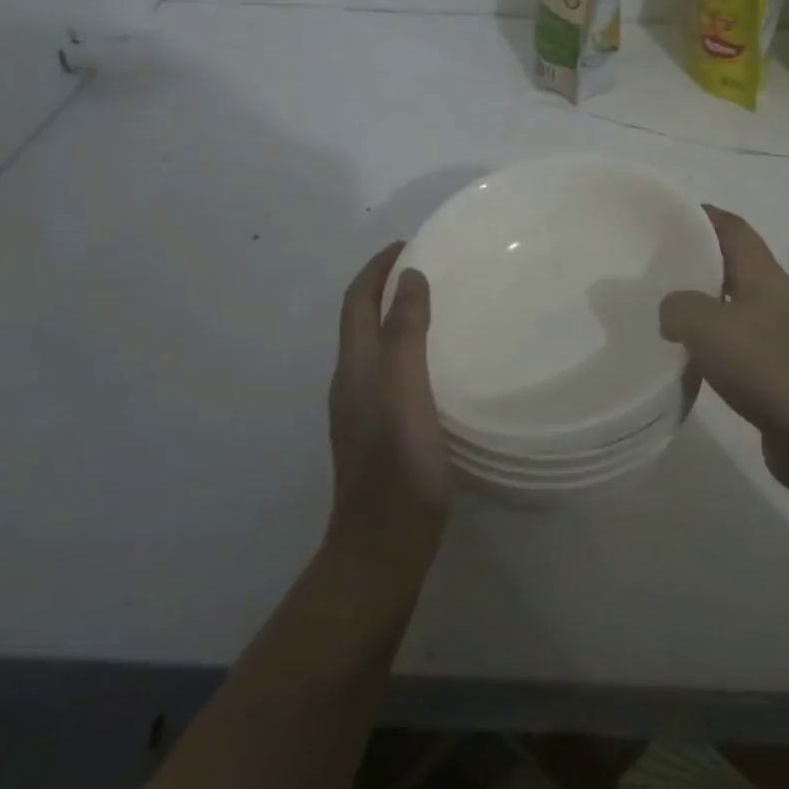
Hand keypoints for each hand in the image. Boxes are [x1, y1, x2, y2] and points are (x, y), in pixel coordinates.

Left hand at [327, 243, 450, 569]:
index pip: (357, 301)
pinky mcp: (380, 431)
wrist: (384, 544)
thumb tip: (409, 277)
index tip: (407, 243)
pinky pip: (390, 370)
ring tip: (435, 305)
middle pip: (361, 320)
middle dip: (385, 287)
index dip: (377, 269)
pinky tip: (436, 362)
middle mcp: (352, 382)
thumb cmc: (399, 465)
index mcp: (356, 367)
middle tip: (427, 269)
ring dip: (396, 316)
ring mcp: (363, 409)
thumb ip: (405, 333)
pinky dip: (407, 347)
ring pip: (375, 346)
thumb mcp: (406, 390)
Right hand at [659, 207, 788, 490]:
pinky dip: (716, 346)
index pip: (735, 229)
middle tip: (657, 266)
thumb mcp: (710, 327)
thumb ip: (680, 308)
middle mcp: (780, 301)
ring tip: (668, 313)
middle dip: (701, 260)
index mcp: (767, 278)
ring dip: (707, 306)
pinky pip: (743, 347)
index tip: (669, 215)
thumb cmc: (771, 370)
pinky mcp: (785, 377)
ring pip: (739, 308)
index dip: (704, 215)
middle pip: (738, 266)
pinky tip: (695, 362)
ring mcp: (787, 340)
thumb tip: (671, 312)